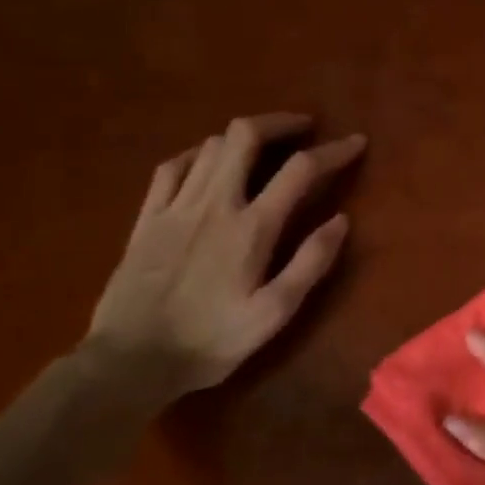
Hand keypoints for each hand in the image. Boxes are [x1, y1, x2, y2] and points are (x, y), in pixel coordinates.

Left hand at [86, 113, 364, 400]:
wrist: (128, 362)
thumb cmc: (210, 341)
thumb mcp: (273, 314)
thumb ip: (310, 264)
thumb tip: (341, 220)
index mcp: (251, 228)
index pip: (300, 170)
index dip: (333, 150)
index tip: (356, 143)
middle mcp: (214, 204)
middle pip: (246, 136)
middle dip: (280, 122)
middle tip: (304, 128)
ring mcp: (176, 206)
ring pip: (212, 145)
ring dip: (244, 136)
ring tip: (264, 146)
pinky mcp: (148, 218)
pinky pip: (173, 166)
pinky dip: (199, 154)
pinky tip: (209, 161)